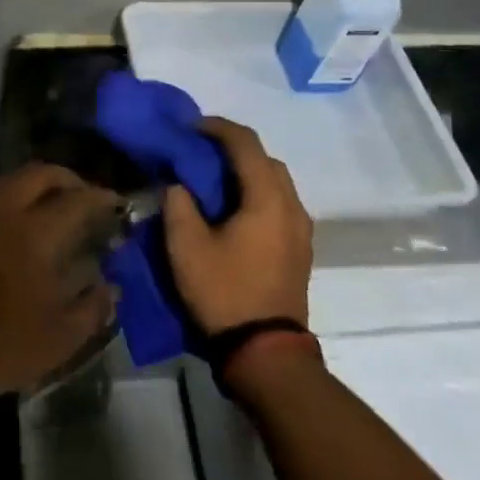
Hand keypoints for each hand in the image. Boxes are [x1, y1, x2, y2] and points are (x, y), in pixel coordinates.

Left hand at [0, 163, 120, 394]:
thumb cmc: (4, 341)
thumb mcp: (62, 336)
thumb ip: (93, 306)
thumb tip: (111, 286)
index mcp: (36, 232)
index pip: (77, 199)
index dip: (101, 197)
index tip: (117, 203)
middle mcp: (5, 212)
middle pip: (39, 174)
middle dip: (67, 178)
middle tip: (83, 196)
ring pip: (10, 181)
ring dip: (36, 185)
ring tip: (53, 207)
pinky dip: (12, 200)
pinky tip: (20, 224)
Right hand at [163, 118, 313, 335]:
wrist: (266, 351)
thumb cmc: (224, 293)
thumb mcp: (186, 247)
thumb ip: (179, 204)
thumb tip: (179, 184)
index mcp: (267, 199)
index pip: (246, 143)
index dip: (216, 128)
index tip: (189, 128)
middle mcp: (292, 206)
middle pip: (265, 159)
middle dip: (232, 148)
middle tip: (199, 152)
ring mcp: (301, 229)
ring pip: (275, 182)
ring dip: (246, 172)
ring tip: (212, 180)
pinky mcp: (299, 248)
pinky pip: (279, 203)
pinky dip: (256, 193)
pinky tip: (231, 209)